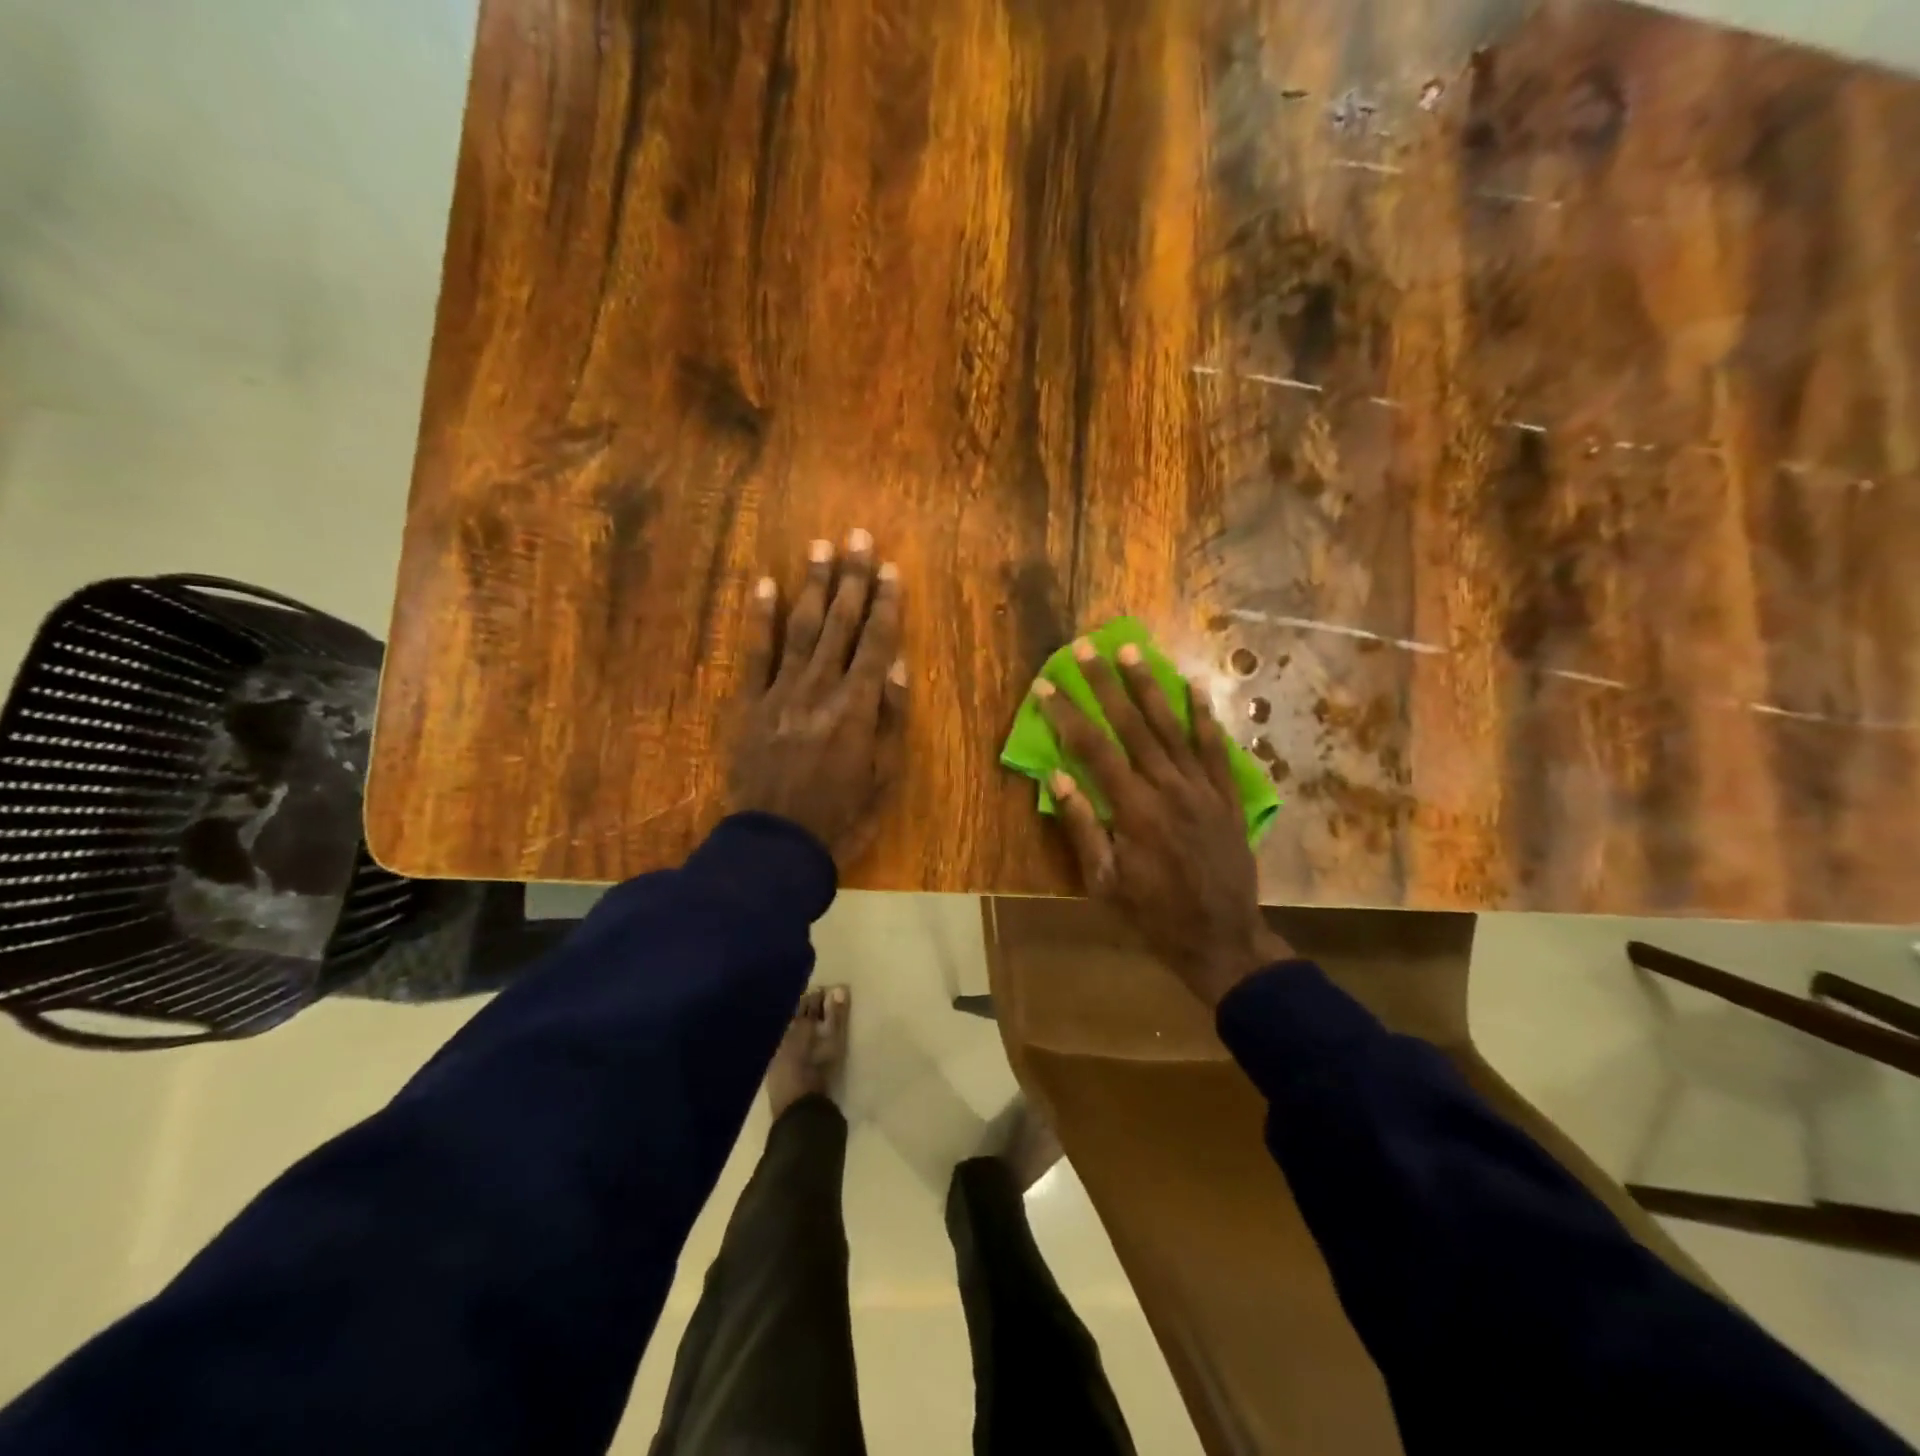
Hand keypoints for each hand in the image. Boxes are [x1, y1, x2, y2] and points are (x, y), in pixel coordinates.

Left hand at [728, 531, 906, 866]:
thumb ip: (890, 719)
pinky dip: (760, 618)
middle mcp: (820, 690)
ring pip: (801, 629)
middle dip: (852, 579)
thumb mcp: (883, 777)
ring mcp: (781, 693)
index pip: (876, 645)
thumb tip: (896, 666)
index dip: (886, 605)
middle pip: (840, 626)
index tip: (891, 569)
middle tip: (859, 536)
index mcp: (857, 709)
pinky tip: (765, 584)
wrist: (775, 846)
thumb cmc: (840, 816)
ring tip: (821, 546)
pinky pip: (755, 654)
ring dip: (813, 586)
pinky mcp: (750, 704)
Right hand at [1033, 641, 1290, 1006]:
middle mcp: (1167, 787)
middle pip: (1131, 725)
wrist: (1222, 939)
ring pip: (1172, 726)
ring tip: (1132, 651)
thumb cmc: (1153, 915)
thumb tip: (1056, 776)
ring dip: (1149, 686)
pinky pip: (1214, 747)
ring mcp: (1202, 788)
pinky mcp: (1226, 795)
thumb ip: (1082, 826)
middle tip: (1085, 648)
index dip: (1066, 715)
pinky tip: (1193, 686)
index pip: (1092, 749)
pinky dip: (1203, 715)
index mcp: (1132, 809)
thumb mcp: (1104, 882)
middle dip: (1104, 684)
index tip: (1045, 686)